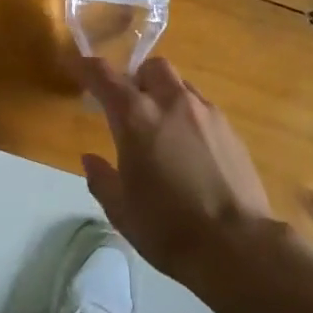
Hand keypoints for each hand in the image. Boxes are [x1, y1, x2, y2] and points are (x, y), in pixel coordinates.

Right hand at [77, 56, 275, 283]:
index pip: (103, 76)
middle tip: (129, 106)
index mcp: (136, 118)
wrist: (238, 247)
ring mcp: (206, 113)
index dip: (85, 67)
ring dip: (165, 96)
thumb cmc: (169, 229)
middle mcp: (172, 103)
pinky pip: (202, 108)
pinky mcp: (231, 130)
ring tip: (162, 130)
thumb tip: (90, 159)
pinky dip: (189, 117)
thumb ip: (102, 179)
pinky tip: (190, 151)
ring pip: (180, 85)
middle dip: (136, 78)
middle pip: (152, 67)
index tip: (75, 65)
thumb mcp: (121, 211)